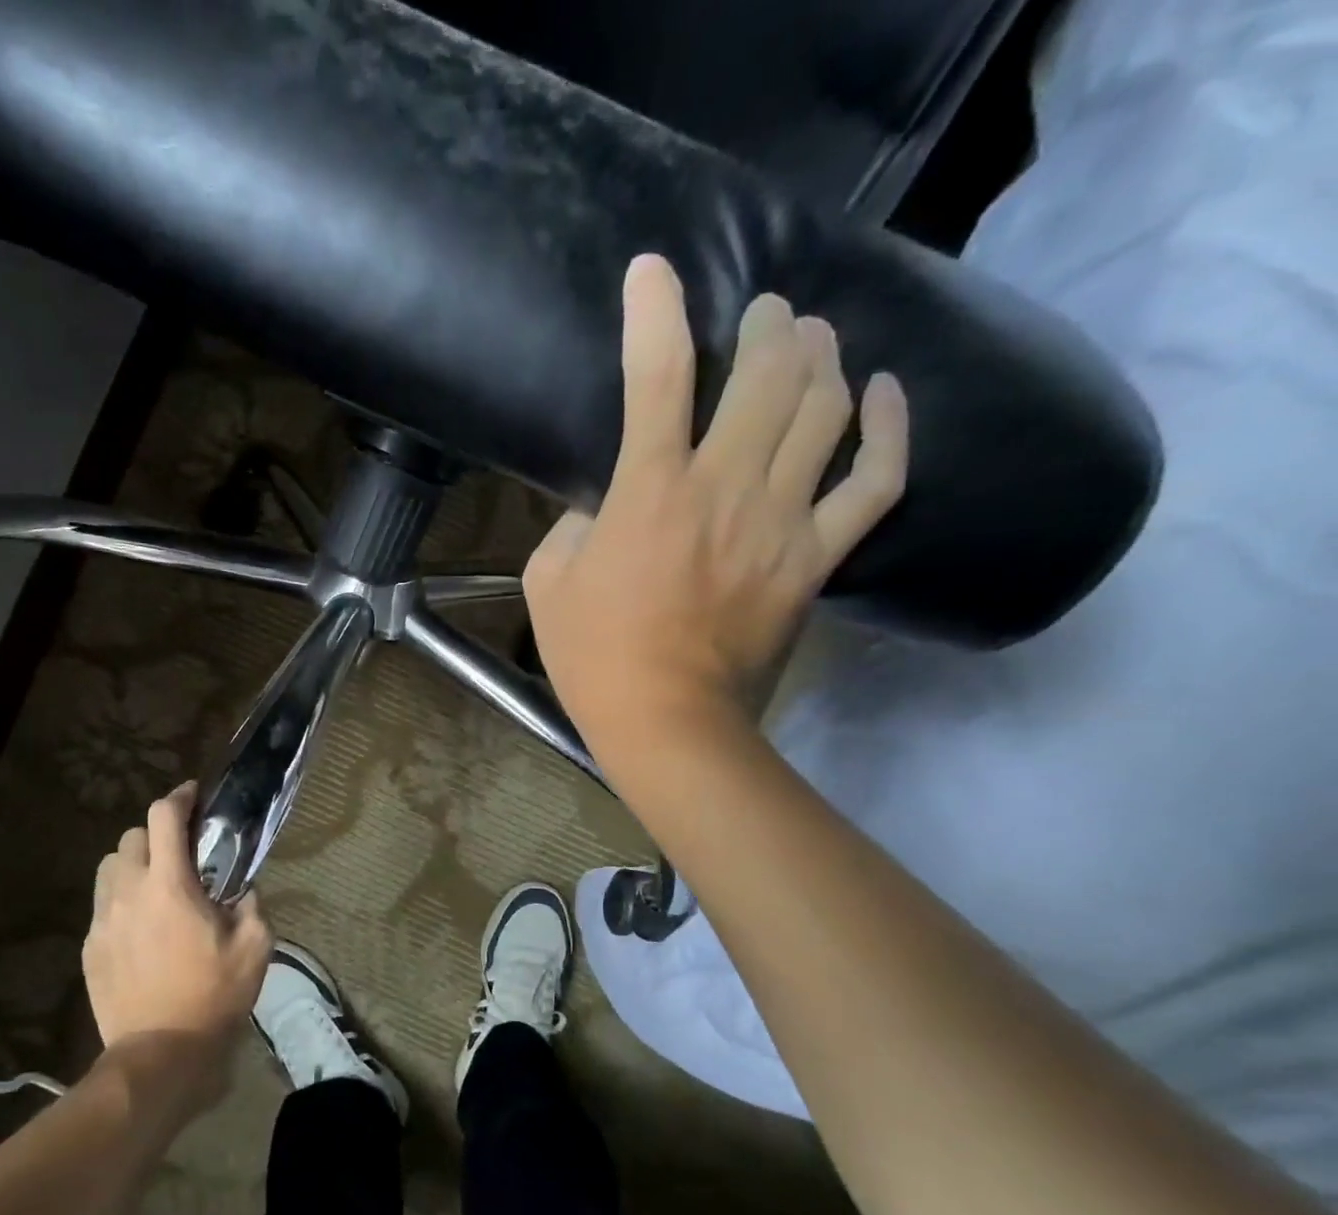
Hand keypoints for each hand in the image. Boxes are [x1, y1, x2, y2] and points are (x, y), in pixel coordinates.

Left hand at [83, 784, 271, 1107]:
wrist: (159, 1054)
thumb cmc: (212, 996)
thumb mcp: (255, 947)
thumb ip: (251, 904)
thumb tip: (242, 887)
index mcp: (169, 884)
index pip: (163, 817)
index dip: (179, 798)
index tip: (194, 796)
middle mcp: (128, 892)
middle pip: (131, 836)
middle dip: (157, 834)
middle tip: (181, 852)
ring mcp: (102, 920)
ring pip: (110, 867)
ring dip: (133, 863)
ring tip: (156, 884)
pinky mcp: (90, 947)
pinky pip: (102, 904)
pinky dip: (122, 898)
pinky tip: (142, 924)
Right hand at [523, 256, 908, 781]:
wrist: (667, 722)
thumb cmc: (594, 657)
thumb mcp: (547, 584)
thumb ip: (570, 525)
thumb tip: (600, 502)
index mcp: (650, 490)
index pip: (656, 376)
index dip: (654, 310)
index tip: (653, 270)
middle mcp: (726, 487)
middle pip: (767, 373)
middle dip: (767, 324)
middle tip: (764, 311)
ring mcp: (782, 520)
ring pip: (824, 409)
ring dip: (821, 357)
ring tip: (813, 336)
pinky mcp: (816, 557)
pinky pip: (876, 482)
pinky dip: (890, 429)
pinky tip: (884, 390)